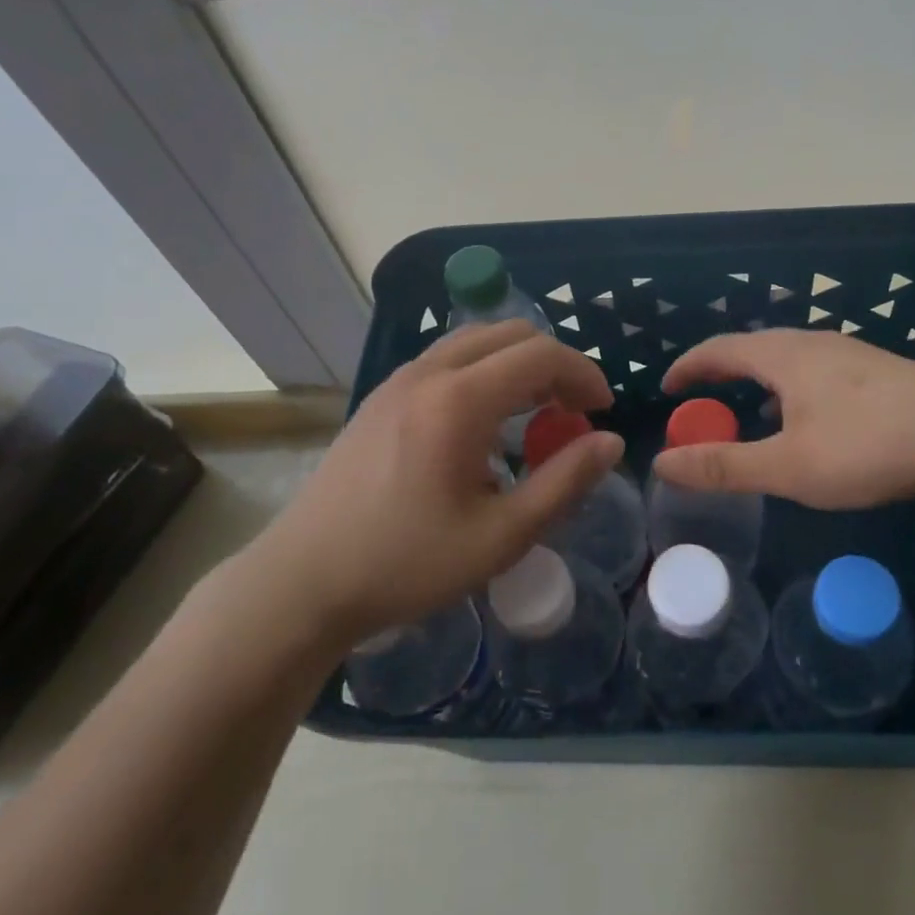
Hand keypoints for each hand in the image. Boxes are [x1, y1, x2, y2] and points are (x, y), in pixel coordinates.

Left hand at [237, 321, 623, 647]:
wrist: (304, 580)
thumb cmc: (406, 563)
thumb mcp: (500, 536)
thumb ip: (564, 483)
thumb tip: (610, 442)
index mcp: (459, 401)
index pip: (540, 354)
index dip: (583, 374)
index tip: (603, 411)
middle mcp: (428, 373)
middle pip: (510, 334)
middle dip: (554, 363)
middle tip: (573, 411)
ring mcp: (399, 379)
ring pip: (476, 340)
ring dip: (517, 363)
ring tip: (535, 413)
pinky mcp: (381, 395)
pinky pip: (448, 359)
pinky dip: (484, 371)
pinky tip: (485, 422)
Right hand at [654, 329, 914, 507]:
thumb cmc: (864, 445)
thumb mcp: (787, 466)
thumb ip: (724, 466)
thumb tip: (663, 464)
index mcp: (782, 356)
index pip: (718, 349)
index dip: (688, 367)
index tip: (666, 389)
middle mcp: (811, 342)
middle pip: (751, 347)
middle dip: (720, 371)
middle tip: (701, 400)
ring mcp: (847, 352)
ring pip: (786, 358)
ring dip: (757, 379)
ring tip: (749, 410)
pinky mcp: (875, 370)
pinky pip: (814, 370)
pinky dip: (789, 388)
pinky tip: (806, 419)